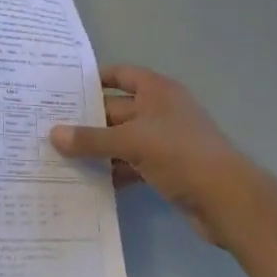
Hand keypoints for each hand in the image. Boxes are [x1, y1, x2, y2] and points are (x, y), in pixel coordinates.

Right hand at [51, 65, 263, 242]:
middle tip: (48, 127)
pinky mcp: (166, 169)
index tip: (62, 88)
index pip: (120, 74)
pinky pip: (131, 164)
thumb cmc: (181, 154)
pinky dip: (112, 171)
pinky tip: (87, 181)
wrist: (228, 201)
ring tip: (59, 156)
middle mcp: (160, 111)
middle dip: (86, 120)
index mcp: (157, 91)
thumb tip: (53, 134)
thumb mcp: (132, 142)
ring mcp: (164, 141)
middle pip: (116, 109)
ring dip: (97, 149)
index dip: (94, 78)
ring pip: (121, 139)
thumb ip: (92, 139)